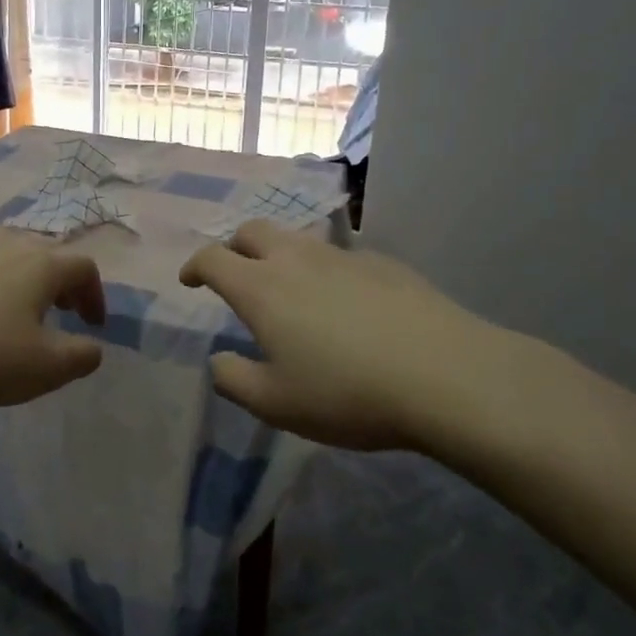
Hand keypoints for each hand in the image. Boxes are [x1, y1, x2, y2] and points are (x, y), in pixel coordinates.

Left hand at [0, 227, 107, 411]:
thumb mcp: (44, 369)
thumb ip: (81, 356)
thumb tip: (92, 347)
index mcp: (41, 264)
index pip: (84, 267)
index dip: (95, 295)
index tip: (92, 325)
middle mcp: (7, 242)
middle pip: (46, 252)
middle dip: (60, 282)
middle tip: (59, 311)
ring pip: (6, 252)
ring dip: (21, 277)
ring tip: (13, 309)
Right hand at [179, 220, 522, 452]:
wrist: (445, 375)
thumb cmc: (347, 393)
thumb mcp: (276, 404)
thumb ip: (234, 381)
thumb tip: (218, 360)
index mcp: (261, 288)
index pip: (213, 259)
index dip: (195, 266)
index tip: (190, 281)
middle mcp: (296, 260)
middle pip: (253, 231)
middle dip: (234, 247)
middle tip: (235, 273)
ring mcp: (343, 257)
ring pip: (298, 239)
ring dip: (280, 254)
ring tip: (288, 289)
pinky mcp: (384, 264)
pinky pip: (340, 257)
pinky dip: (324, 270)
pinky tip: (345, 303)